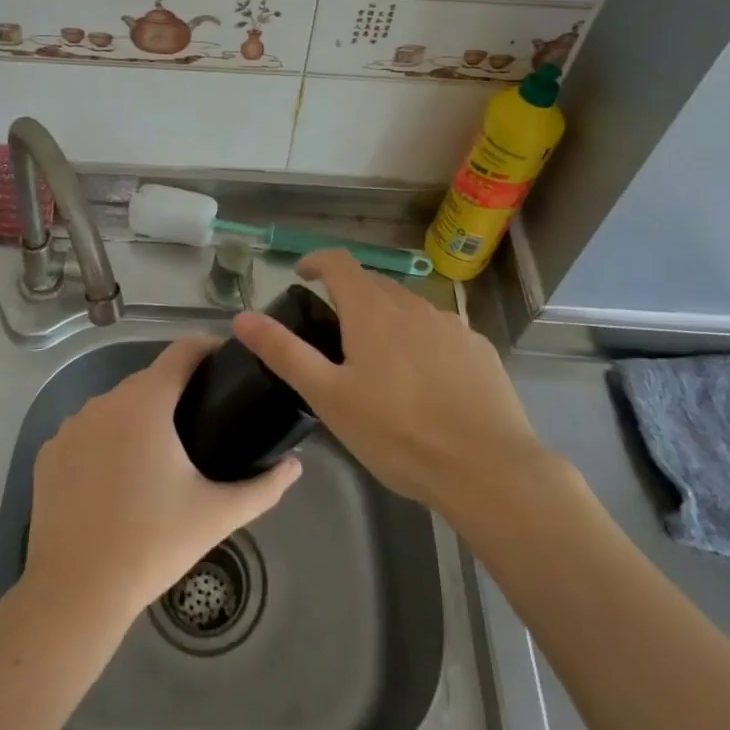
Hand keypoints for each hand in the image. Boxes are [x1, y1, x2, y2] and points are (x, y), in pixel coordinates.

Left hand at [22, 336, 301, 628]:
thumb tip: (296, 466)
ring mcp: (72, 425)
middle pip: (150, 380)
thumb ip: (263, 487)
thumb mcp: (216, 515)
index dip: (208, 349)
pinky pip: (87, 433)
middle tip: (202, 423)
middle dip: (176, 393)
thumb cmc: (151, 544)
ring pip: (116, 407)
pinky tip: (116, 480)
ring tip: (160, 456)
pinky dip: (105, 443)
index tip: (227, 363)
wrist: (74, 593)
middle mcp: (106, 400)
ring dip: (139, 418)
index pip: (183, 351)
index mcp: (146, 401)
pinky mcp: (49, 452)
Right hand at [233, 251, 544, 517]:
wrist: (488, 469)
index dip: (317, 260)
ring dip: (387, 319)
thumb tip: (242, 316)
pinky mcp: (480, 349)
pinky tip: (425, 382)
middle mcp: (413, 305)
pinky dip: (422, 342)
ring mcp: (451, 325)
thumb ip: (284, 352)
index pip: (339, 263)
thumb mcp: (329, 397)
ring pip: (409, 308)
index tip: (302, 273)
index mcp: (372, 310)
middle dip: (350, 295)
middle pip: (374, 284)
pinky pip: (440, 332)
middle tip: (334, 329)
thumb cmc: (398, 433)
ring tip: (378, 360)